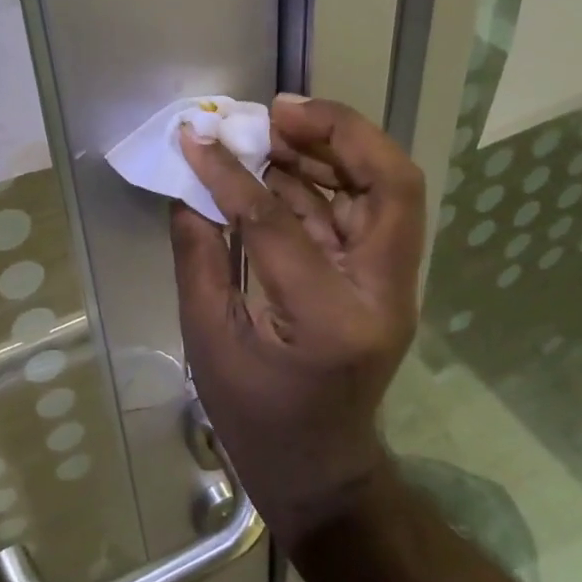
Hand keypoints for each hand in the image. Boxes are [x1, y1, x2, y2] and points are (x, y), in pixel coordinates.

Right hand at [170, 95, 424, 541]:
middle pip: (392, 185)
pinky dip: (326, 179)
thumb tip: (190, 188)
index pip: (280, 223)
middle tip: (278, 111)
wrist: (322, 470)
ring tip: (275, 126)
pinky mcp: (381, 282)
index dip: (233, 175)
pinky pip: (363, 212)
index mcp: (329, 319)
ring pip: (387, 191)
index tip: (197, 139)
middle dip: (340, 132)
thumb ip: (198, 259)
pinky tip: (281, 164)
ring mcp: (390, 286)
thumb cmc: (257, 419)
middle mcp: (380, 294)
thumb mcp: (210, 342)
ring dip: (335, 148)